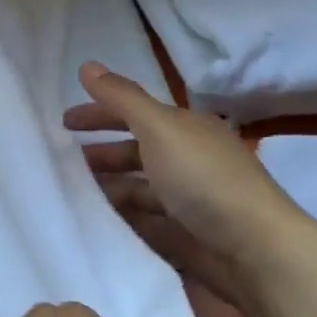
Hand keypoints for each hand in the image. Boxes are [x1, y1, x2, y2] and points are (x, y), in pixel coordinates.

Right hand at [62, 61, 311, 302]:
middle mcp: (188, 160)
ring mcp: (187, 199)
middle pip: (136, 150)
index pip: (135, 113)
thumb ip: (122, 99)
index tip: (63, 122)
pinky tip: (97, 221)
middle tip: (61, 161)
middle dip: (100, 152)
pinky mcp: (185, 235)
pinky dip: (121, 216)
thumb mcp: (159, 128)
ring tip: (71, 194)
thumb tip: (88, 65)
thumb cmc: (204, 179)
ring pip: (138, 186)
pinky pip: (144, 219)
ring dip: (107, 186)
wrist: (255, 250)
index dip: (100, 113)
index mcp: (186, 129)